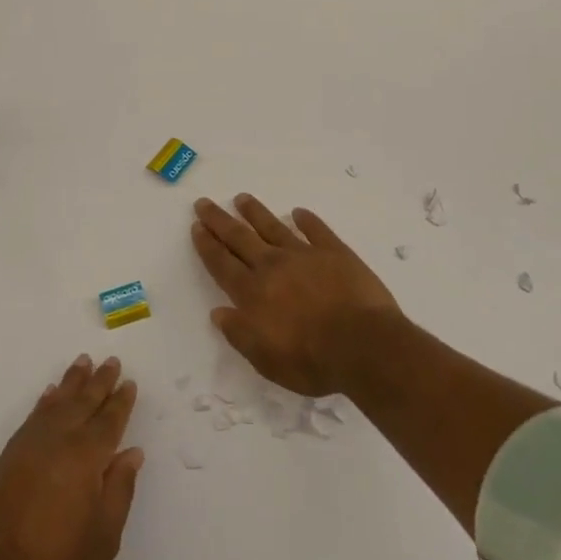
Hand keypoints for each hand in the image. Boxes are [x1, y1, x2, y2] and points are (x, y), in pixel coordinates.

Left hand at [0, 355, 142, 559]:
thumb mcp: (103, 539)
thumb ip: (119, 490)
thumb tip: (131, 452)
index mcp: (85, 460)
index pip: (108, 421)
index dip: (120, 401)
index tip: (129, 382)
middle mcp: (56, 443)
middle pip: (81, 404)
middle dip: (98, 382)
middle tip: (110, 361)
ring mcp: (27, 448)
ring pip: (55, 404)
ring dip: (70, 384)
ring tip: (82, 363)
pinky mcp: (6, 459)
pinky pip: (31, 418)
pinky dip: (44, 403)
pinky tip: (49, 395)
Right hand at [191, 194, 406, 396]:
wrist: (364, 345)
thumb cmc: (312, 361)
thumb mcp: (266, 360)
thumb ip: (240, 334)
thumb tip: (218, 312)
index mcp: (253, 293)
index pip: (222, 263)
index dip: (207, 245)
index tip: (196, 226)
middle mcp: (273, 266)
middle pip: (240, 238)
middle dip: (220, 220)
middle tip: (204, 203)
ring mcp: (304, 255)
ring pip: (273, 227)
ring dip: (255, 212)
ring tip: (242, 198)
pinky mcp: (335, 253)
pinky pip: (317, 230)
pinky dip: (306, 220)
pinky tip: (298, 212)